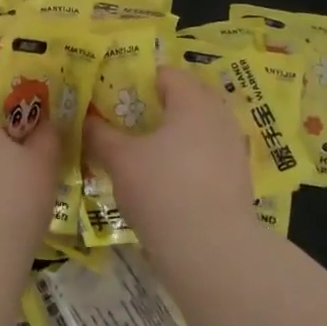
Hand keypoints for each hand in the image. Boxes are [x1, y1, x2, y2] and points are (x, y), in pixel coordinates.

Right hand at [84, 67, 252, 252]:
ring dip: (175, 135)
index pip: (166, 75)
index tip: (115, 99)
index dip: (138, 82)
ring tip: (146, 154)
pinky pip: (209, 154)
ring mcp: (234, 148)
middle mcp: (219, 116)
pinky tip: (168, 181)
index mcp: (193, 101)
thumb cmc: (162, 190)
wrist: (212, 250)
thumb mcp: (120, 160)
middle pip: (187, 99)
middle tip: (128, 125)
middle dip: (158, 108)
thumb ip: (101, 134)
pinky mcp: (239, 178)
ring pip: (199, 128)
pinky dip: (189, 159)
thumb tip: (87, 119)